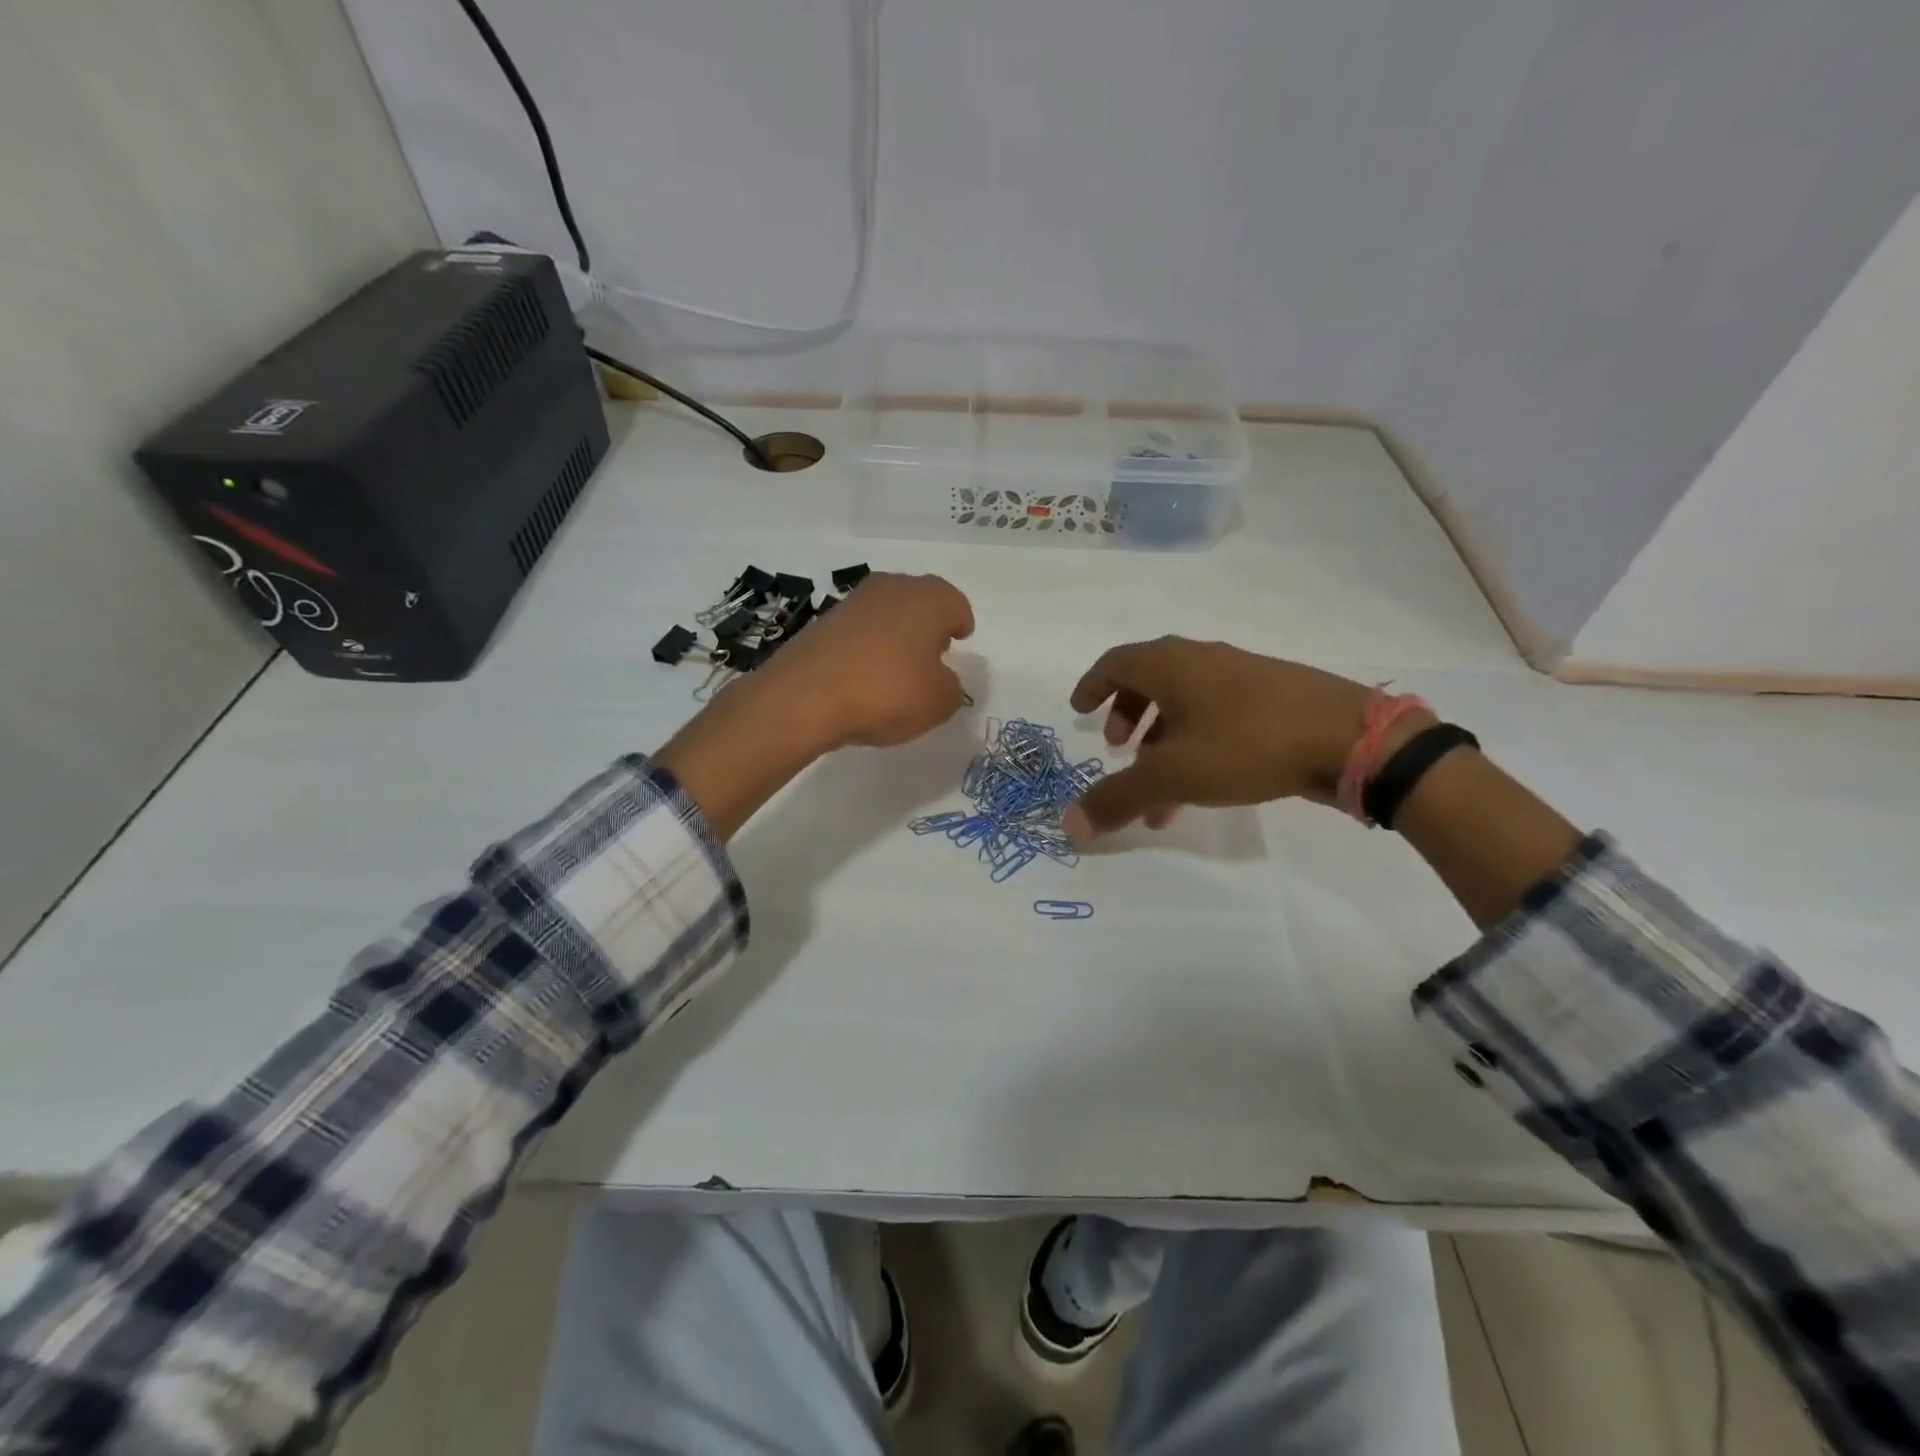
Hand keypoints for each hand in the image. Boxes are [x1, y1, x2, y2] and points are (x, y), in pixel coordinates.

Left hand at [754, 572, 974, 749]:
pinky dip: (866, 649)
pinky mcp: (822, 623)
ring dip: (895, 635)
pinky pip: (857, 633)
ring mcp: (852, 603)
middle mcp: (891, 589)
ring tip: (898, 668)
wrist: (805, 696)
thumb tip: (940, 680)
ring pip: (886, 614)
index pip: (955, 604)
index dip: (960, 623)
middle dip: (928, 624)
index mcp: (928, 599)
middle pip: (919, 601)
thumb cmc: (888, 691)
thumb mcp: (938, 702)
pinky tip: (865, 677)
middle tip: (933, 652)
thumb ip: (950, 688)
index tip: (960, 638)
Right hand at [1063, 638, 1426, 841]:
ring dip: (1161, 742)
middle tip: (1118, 749)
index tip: (1077, 711)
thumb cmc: (1245, 744)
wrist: (1349, 739)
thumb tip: (1068, 825)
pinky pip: (1215, 716)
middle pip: (1148, 681)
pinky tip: (1204, 787)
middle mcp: (1202, 660)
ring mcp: (1241, 676)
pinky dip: (1194, 745)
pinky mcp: (1272, 698)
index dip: (1092, 686)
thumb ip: (1117, 798)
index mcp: (1171, 664)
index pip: (1115, 662)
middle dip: (1126, 717)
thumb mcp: (1172, 776)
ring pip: (1184, 704)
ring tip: (1159, 790)